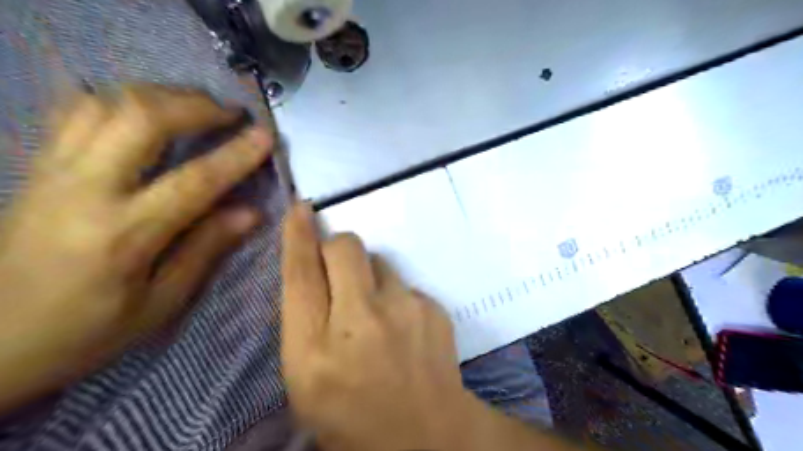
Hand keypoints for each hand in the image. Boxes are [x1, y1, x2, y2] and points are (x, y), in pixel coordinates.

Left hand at [1, 84, 271, 411]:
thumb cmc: (85, 331)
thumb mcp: (159, 304)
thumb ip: (206, 250)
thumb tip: (251, 213)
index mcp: (124, 235)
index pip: (195, 181)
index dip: (237, 154)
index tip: (266, 135)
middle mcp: (85, 190)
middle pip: (142, 118)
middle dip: (196, 106)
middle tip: (231, 113)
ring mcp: (54, 171)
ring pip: (107, 103)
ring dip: (161, 96)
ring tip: (195, 108)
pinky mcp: (38, 166)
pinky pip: (75, 111)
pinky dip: (120, 101)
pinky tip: (145, 114)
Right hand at [282, 204, 588, 450]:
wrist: (427, 434)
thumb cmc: (352, 414)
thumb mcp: (306, 378)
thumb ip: (303, 321)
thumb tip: (312, 269)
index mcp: (314, 351)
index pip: (300, 274)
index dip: (298, 235)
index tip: (300, 208)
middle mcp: (360, 322)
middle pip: (345, 248)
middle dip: (336, 247)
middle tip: (338, 269)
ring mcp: (403, 311)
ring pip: (378, 261)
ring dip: (369, 276)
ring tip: (376, 313)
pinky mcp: (433, 307)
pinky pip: (403, 283)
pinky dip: (396, 296)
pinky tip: (402, 326)